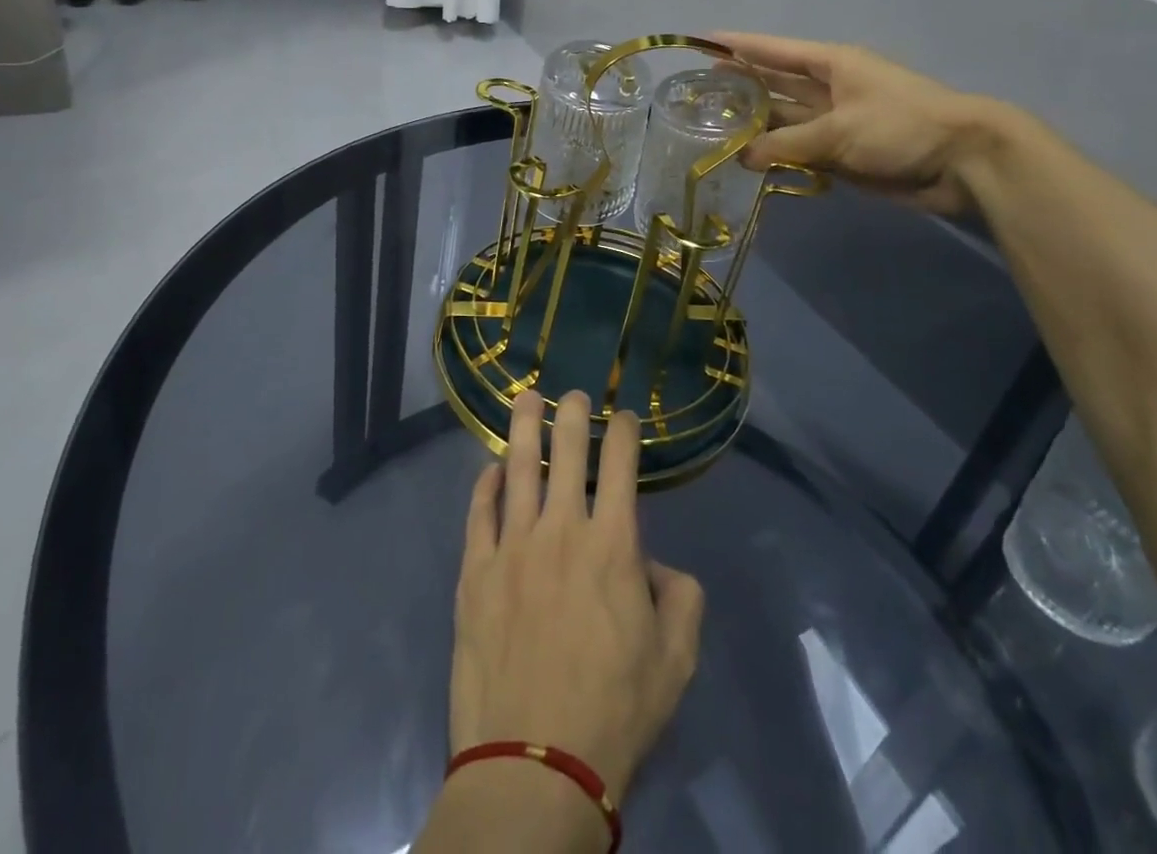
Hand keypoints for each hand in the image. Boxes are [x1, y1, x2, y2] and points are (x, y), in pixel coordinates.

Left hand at [449, 389, 702, 797]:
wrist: (535, 762)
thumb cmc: (615, 710)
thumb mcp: (676, 660)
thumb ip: (681, 597)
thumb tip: (656, 564)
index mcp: (612, 545)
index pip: (621, 466)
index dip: (624, 432)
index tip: (625, 416)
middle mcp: (561, 530)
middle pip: (566, 451)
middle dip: (573, 413)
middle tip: (574, 393)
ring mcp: (512, 546)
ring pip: (519, 468)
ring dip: (525, 427)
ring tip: (527, 397)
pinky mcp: (475, 570)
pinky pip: (479, 512)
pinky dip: (487, 484)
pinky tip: (493, 469)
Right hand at [715, 32, 1000, 215]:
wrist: (962, 162)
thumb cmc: (901, 125)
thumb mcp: (838, 130)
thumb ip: (786, 143)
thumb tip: (743, 156)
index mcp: (831, 64)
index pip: (774, 50)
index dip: (738, 45)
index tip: (702, 41)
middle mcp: (828, 89)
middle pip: (774, 84)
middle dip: (739, 85)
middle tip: (697, 93)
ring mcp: (834, 122)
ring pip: (784, 120)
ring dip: (754, 124)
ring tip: (711, 128)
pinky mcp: (841, 153)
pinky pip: (798, 150)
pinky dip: (775, 155)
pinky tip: (747, 160)